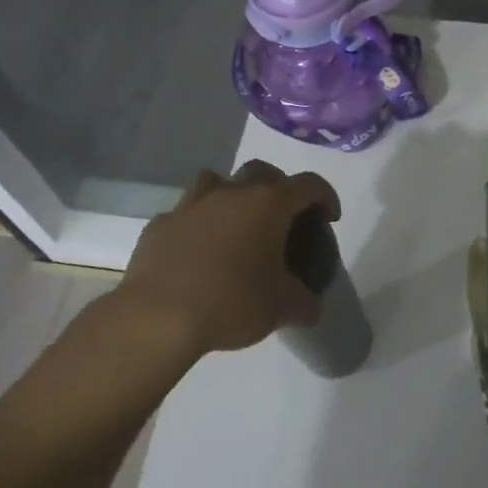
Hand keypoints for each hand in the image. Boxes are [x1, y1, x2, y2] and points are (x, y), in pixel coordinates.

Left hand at [115, 161, 341, 356]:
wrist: (158, 316)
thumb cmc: (232, 302)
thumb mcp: (282, 309)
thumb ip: (304, 303)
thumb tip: (311, 308)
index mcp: (268, 204)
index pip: (309, 184)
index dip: (326, 197)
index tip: (329, 218)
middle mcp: (231, 192)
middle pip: (262, 171)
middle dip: (278, 188)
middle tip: (282, 218)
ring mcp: (190, 204)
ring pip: (216, 181)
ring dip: (231, 195)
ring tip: (235, 225)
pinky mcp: (159, 224)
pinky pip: (184, 214)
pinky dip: (196, 225)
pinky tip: (197, 252)